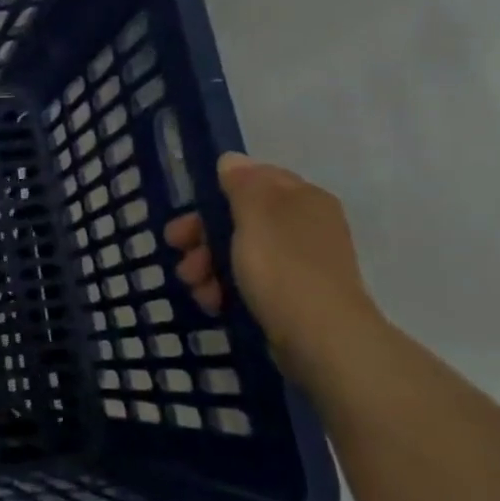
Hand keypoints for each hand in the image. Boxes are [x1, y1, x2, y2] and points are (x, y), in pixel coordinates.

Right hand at [165, 152, 382, 377]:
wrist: (321, 340)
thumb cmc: (283, 269)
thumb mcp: (255, 216)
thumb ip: (241, 184)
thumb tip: (232, 160)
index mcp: (303, 199)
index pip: (254, 180)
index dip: (216, 194)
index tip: (188, 213)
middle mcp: (306, 225)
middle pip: (241, 218)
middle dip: (204, 235)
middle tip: (178, 250)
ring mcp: (301, 263)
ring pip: (241, 252)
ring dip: (208, 265)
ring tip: (194, 286)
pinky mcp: (293, 297)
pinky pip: (250, 281)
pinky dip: (226, 287)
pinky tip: (212, 302)